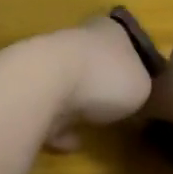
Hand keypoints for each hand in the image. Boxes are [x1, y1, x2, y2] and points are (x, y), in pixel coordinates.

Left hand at [41, 17, 154, 150]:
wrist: (46, 84)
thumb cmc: (105, 76)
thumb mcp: (142, 85)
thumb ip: (140, 87)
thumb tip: (134, 94)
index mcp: (109, 30)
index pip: (123, 36)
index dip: (132, 58)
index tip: (139, 80)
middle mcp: (78, 39)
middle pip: (94, 60)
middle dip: (102, 82)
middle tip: (118, 106)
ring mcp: (50, 64)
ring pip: (69, 84)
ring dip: (78, 105)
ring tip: (95, 128)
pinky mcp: (30, 90)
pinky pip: (49, 111)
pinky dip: (59, 127)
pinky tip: (71, 143)